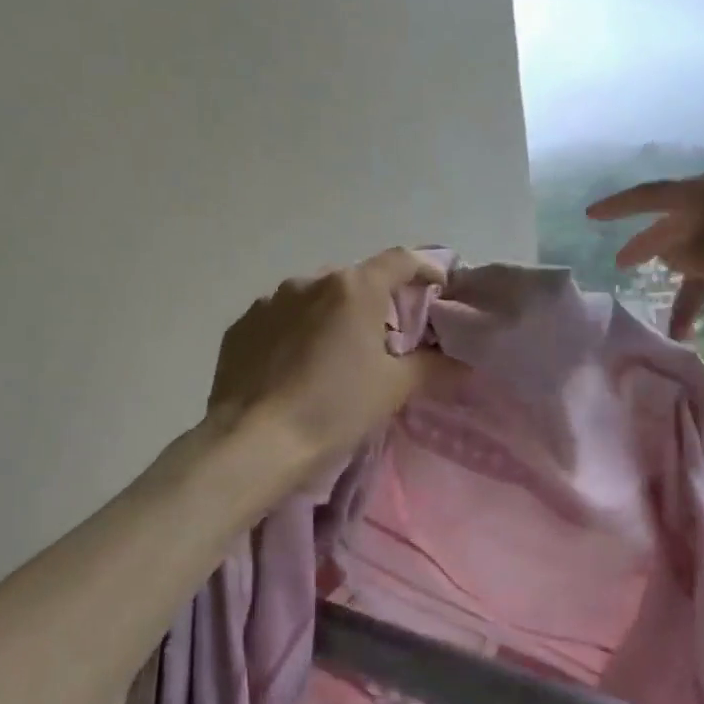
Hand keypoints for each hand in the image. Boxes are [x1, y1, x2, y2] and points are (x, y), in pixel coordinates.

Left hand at [207, 247, 456, 465]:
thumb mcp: (392, 389)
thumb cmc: (334, 409)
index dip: (424, 268)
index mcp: (354, 288)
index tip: (437, 288)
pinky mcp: (242, 325)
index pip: (400, 261)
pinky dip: (295, 333)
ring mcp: (271, 300)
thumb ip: (432, 366)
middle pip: (355, 281)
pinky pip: (280, 319)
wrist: (253, 442)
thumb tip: (461, 363)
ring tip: (332, 357)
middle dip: (373, 303)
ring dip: (330, 317)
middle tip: (382, 340)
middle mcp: (310, 281)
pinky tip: (293, 368)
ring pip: (314, 299)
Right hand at [586, 176, 703, 338]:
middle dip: (650, 253)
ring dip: (692, 290)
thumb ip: (677, 253)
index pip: (645, 198)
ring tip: (682, 329)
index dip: (616, 208)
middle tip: (625, 267)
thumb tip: (667, 251)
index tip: (591, 216)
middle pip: (673, 229)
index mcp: (696, 196)